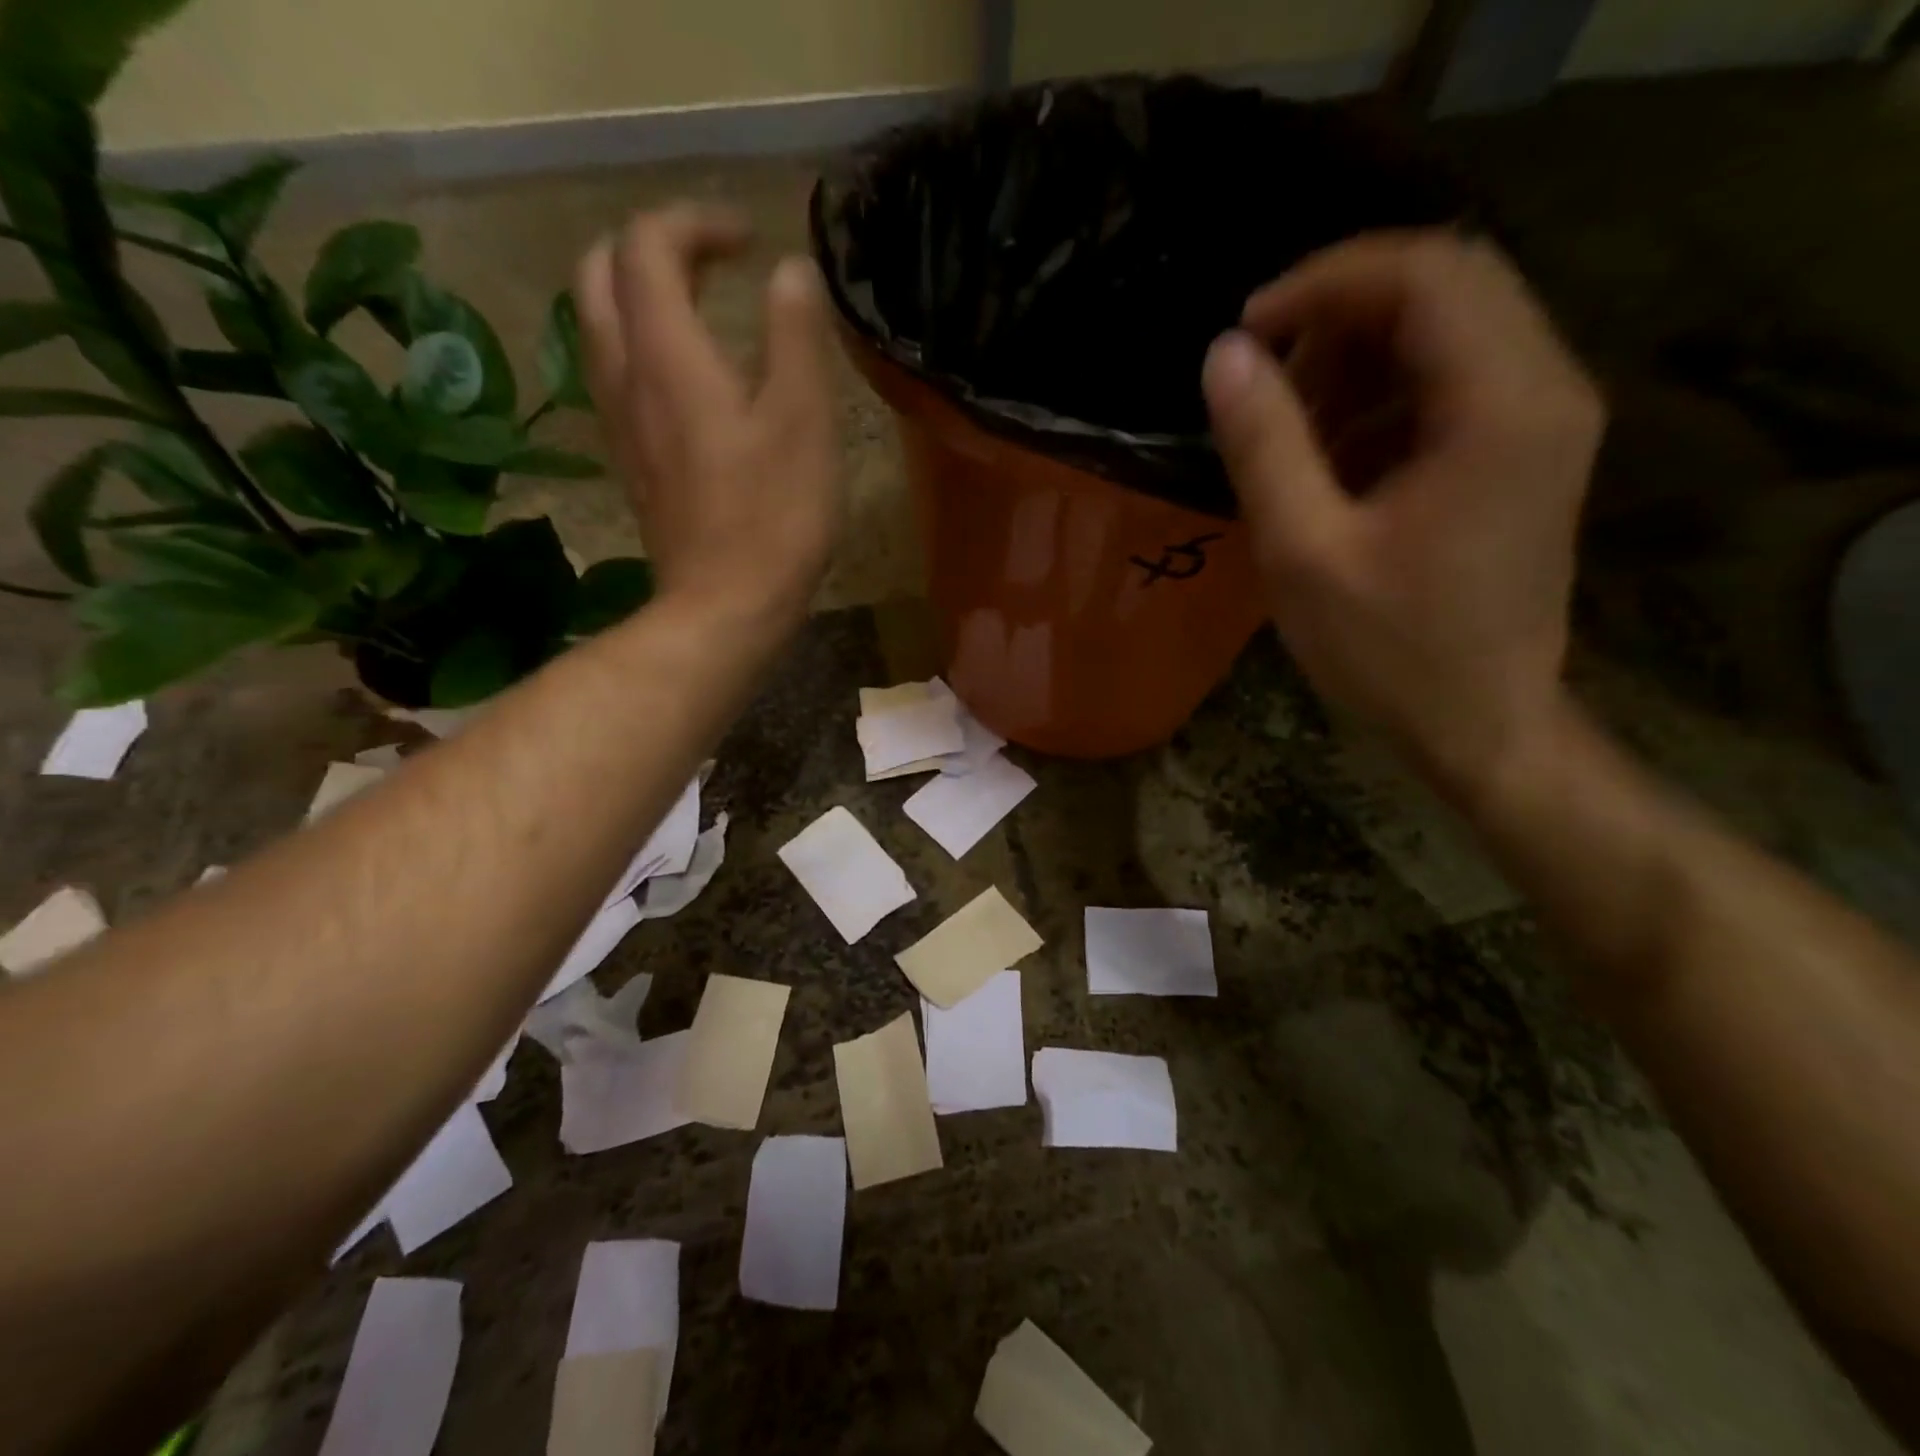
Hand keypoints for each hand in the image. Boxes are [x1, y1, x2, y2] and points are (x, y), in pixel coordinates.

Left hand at [576, 204, 841, 624]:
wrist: (724, 607)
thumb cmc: (774, 517)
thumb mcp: (804, 421)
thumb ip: (796, 335)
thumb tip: (790, 272)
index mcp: (667, 355)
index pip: (649, 246)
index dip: (696, 222)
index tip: (749, 240)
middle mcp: (626, 377)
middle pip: (600, 273)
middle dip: (651, 246)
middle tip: (711, 262)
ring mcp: (620, 423)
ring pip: (598, 325)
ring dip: (638, 293)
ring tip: (697, 306)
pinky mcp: (631, 461)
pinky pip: (614, 374)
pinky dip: (640, 345)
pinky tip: (685, 375)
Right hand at [1202, 230, 1603, 802]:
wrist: (1477, 723)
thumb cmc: (1388, 652)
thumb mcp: (1303, 552)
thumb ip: (1264, 445)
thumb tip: (1224, 356)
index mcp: (1499, 408)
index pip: (1426, 274)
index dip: (1325, 282)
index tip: (1245, 333)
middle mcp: (1544, 388)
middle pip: (1446, 286)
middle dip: (1339, 315)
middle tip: (1262, 379)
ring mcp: (1542, 419)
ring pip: (1449, 329)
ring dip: (1357, 358)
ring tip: (1289, 429)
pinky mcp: (1525, 450)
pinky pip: (1452, 380)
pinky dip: (1382, 396)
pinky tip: (1332, 458)